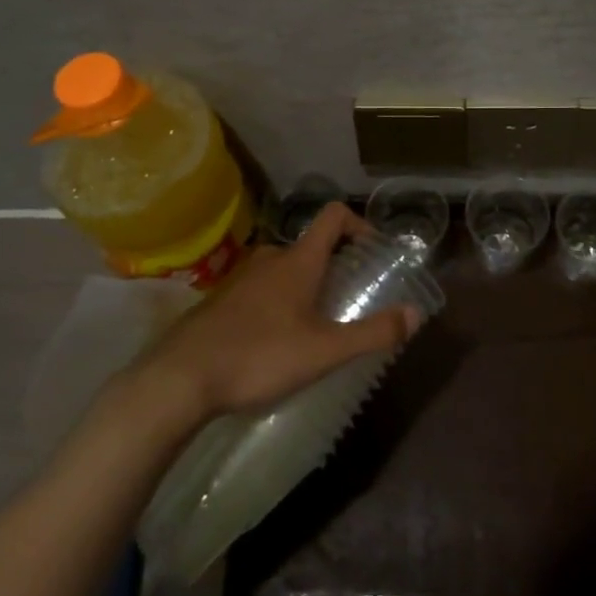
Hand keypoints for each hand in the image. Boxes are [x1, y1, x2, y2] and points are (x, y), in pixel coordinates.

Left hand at [141, 203, 419, 415]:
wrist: (179, 379)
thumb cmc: (259, 356)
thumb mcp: (325, 351)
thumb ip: (373, 333)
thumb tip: (415, 313)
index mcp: (298, 261)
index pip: (334, 216)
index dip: (360, 225)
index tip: (374, 252)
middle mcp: (270, 259)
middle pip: (311, 246)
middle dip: (334, 265)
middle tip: (349, 299)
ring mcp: (240, 279)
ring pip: (284, 270)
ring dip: (305, 286)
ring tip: (315, 325)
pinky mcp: (220, 302)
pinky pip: (260, 290)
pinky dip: (278, 303)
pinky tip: (275, 342)